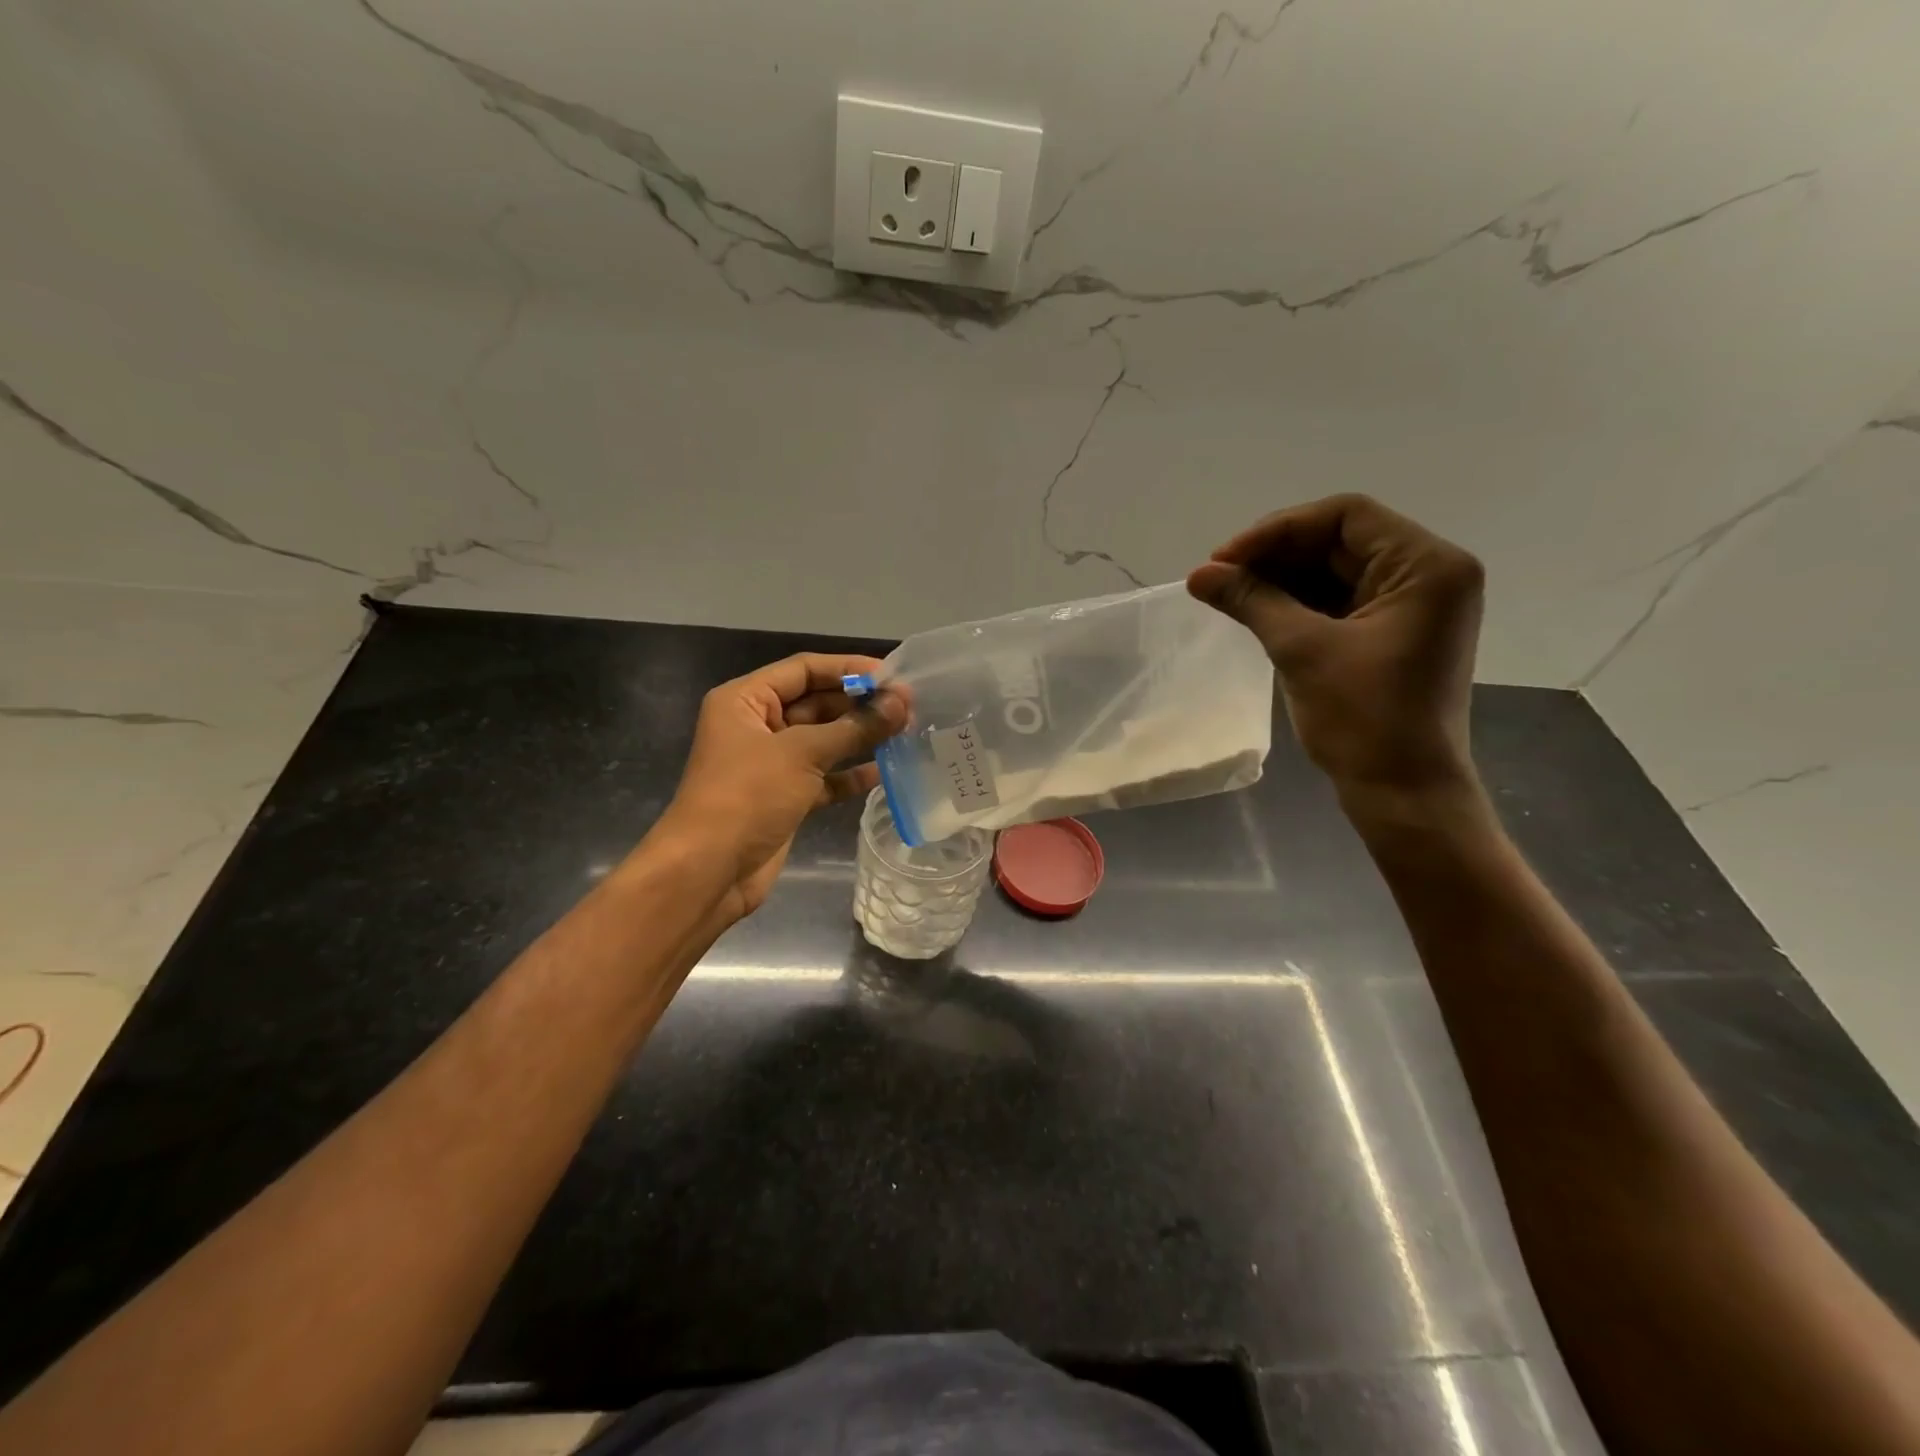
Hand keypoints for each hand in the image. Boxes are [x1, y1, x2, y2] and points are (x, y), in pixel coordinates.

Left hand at [653, 652, 907, 921]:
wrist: (710, 871)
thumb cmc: (748, 796)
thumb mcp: (802, 753)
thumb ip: (855, 727)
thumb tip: (901, 701)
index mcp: (746, 700)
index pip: (803, 669)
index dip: (848, 669)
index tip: (893, 675)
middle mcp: (757, 725)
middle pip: (816, 703)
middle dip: (859, 704)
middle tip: (908, 706)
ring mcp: (771, 764)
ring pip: (823, 740)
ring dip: (860, 737)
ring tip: (905, 731)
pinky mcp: (785, 797)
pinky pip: (824, 777)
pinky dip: (850, 774)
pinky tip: (885, 771)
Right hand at [1188, 494, 1483, 796]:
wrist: (1403, 793)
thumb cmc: (1364, 719)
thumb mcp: (1302, 650)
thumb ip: (1251, 601)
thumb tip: (1198, 574)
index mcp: (1426, 566)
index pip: (1346, 516)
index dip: (1278, 530)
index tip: (1225, 558)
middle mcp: (1428, 575)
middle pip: (1340, 541)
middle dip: (1275, 555)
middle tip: (1218, 577)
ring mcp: (1412, 606)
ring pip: (1335, 571)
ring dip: (1281, 579)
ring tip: (1228, 594)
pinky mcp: (1392, 634)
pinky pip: (1339, 601)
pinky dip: (1297, 603)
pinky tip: (1255, 611)